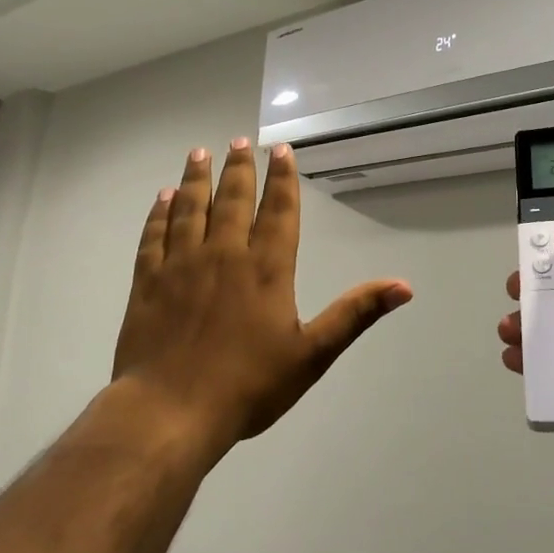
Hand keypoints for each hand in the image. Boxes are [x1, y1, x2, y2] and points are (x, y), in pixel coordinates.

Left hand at [114, 139, 411, 457]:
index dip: (282, 178)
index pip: (278, 210)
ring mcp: (182, 264)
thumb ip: (354, 314)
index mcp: (266, 268)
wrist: (170, 411)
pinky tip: (163, 197)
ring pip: (191, 208)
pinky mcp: (148, 280)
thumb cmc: (247, 385)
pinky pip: (155, 235)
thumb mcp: (312, 355)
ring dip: (197, 178)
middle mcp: (225, 254)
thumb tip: (404, 286)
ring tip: (200, 153)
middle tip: (239, 141)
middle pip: (233, 199)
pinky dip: (160, 212)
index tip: (281, 150)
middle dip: (239, 168)